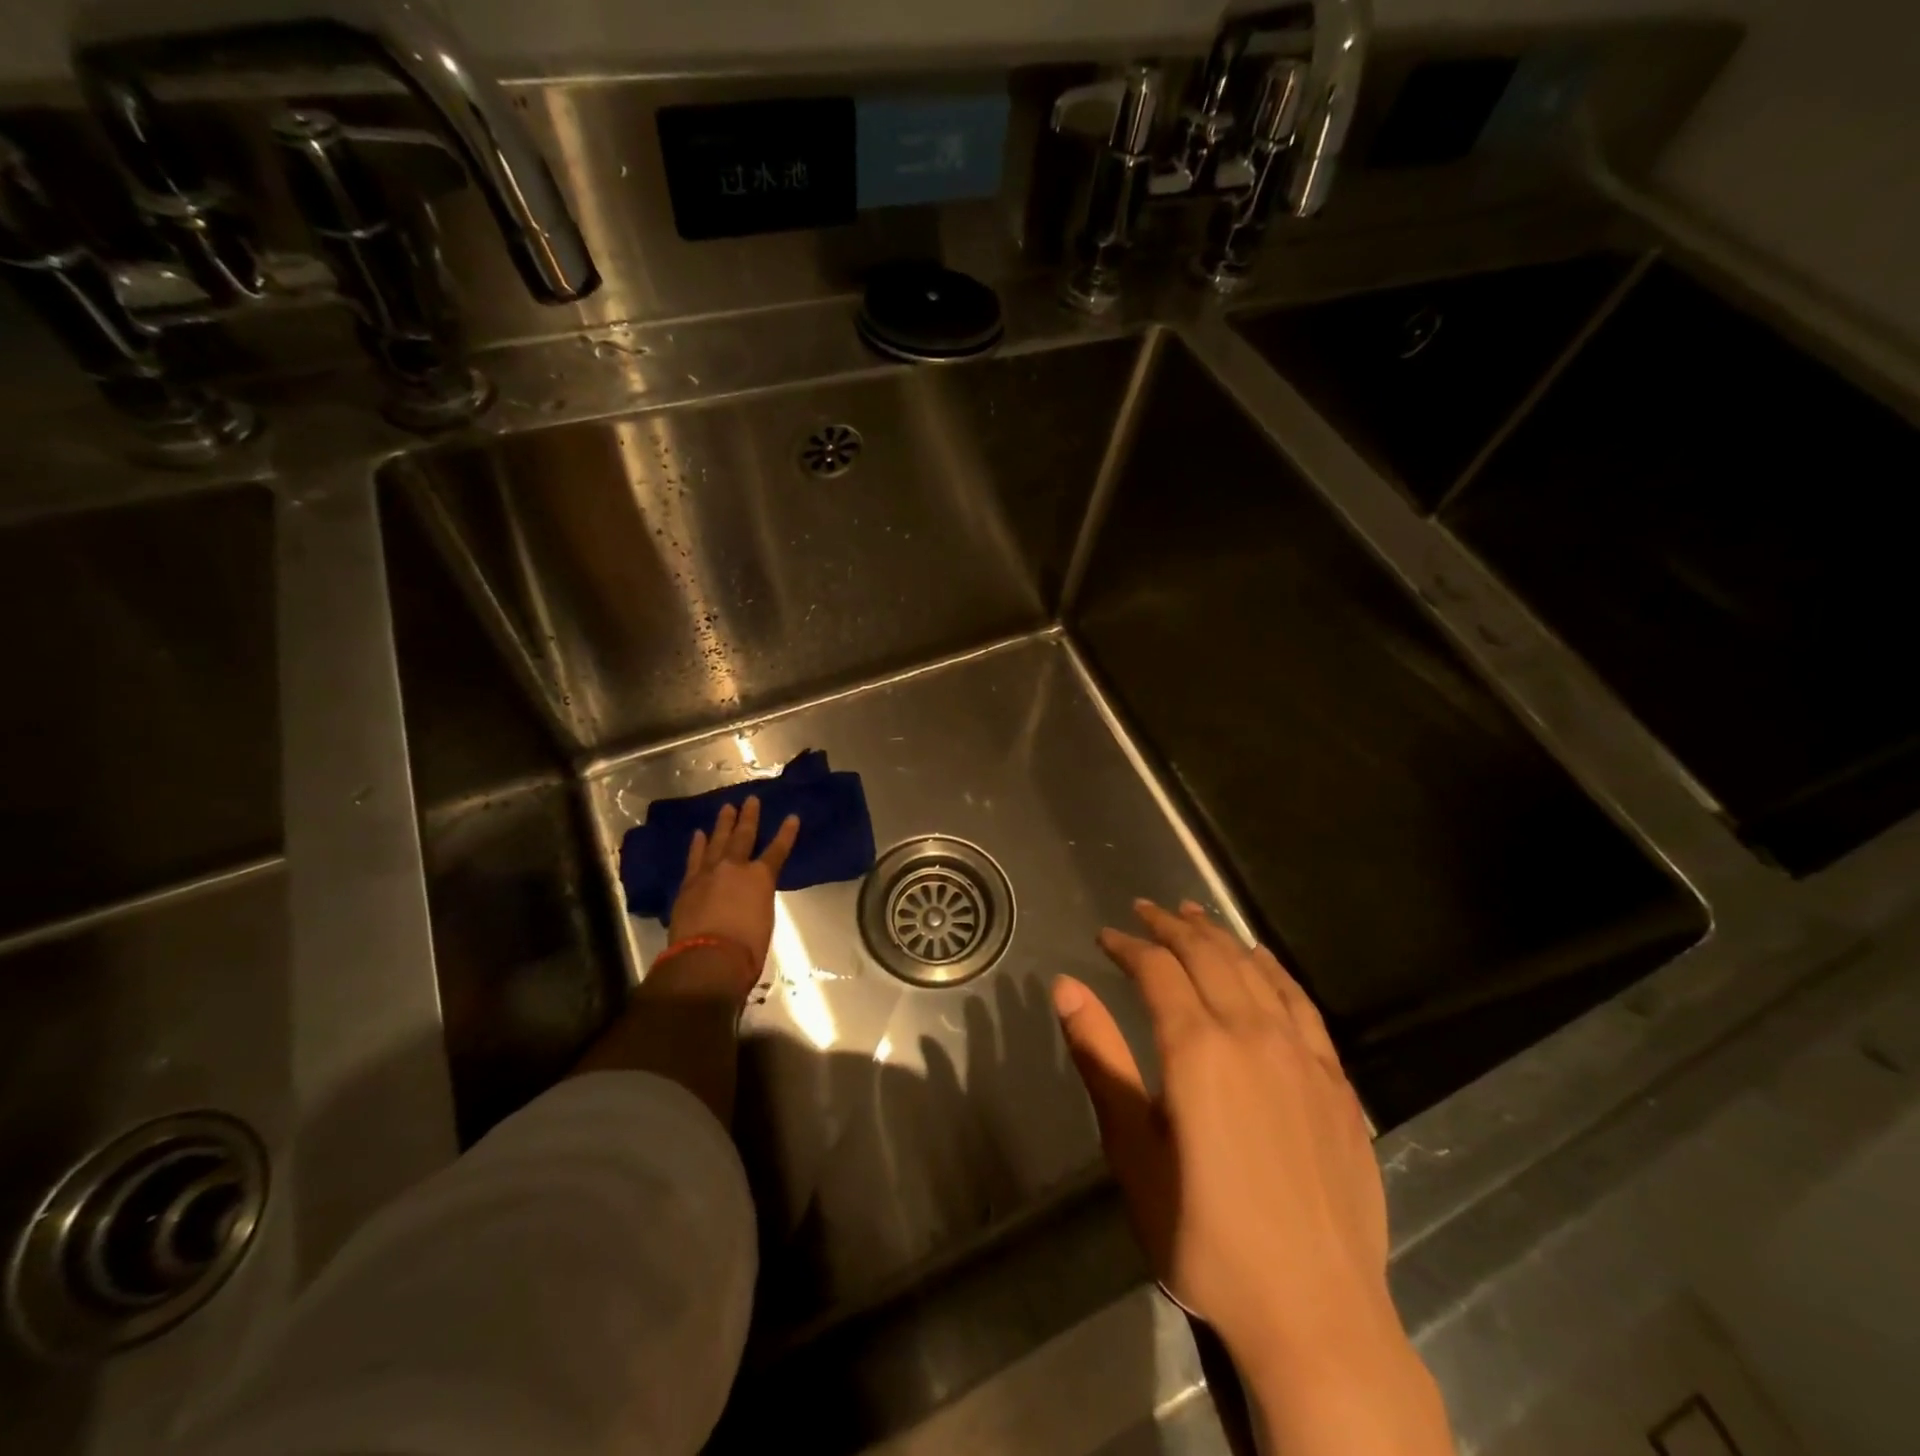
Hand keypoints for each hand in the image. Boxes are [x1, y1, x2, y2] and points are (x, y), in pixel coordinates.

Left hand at [666, 796, 799, 994]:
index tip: (792, 817)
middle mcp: (735, 868)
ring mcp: (708, 873)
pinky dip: (697, 845)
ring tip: (726, 808)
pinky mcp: (688, 885)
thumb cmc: (746, 947)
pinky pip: (694, 858)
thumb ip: (757, 901)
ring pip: (717, 842)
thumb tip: (749, 898)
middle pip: (743, 837)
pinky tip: (698, 834)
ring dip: (723, 824)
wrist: (708, 958)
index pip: (778, 850)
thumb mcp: (764, 920)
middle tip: (751, 800)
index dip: (786, 834)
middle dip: (749, 817)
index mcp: (761, 878)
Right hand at [1053, 900, 1451, 1455]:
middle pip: (1207, 955)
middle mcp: (1251, 1033)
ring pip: (1254, 970)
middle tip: (1144, 910)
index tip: (1105, 936)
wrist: (1315, 1313)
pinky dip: (1274, 970)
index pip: (1156, 970)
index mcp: (1197, 1047)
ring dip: (1219, 936)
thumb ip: (1100, 1058)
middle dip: (1170, 926)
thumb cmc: (1204, 1235)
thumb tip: (1065, 985)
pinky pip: (1302, 1003)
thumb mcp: (1132, 1148)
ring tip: (1194, 914)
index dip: (1127, 946)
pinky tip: (1262, 960)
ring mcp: (1301, 1053)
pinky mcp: (1336, 1081)